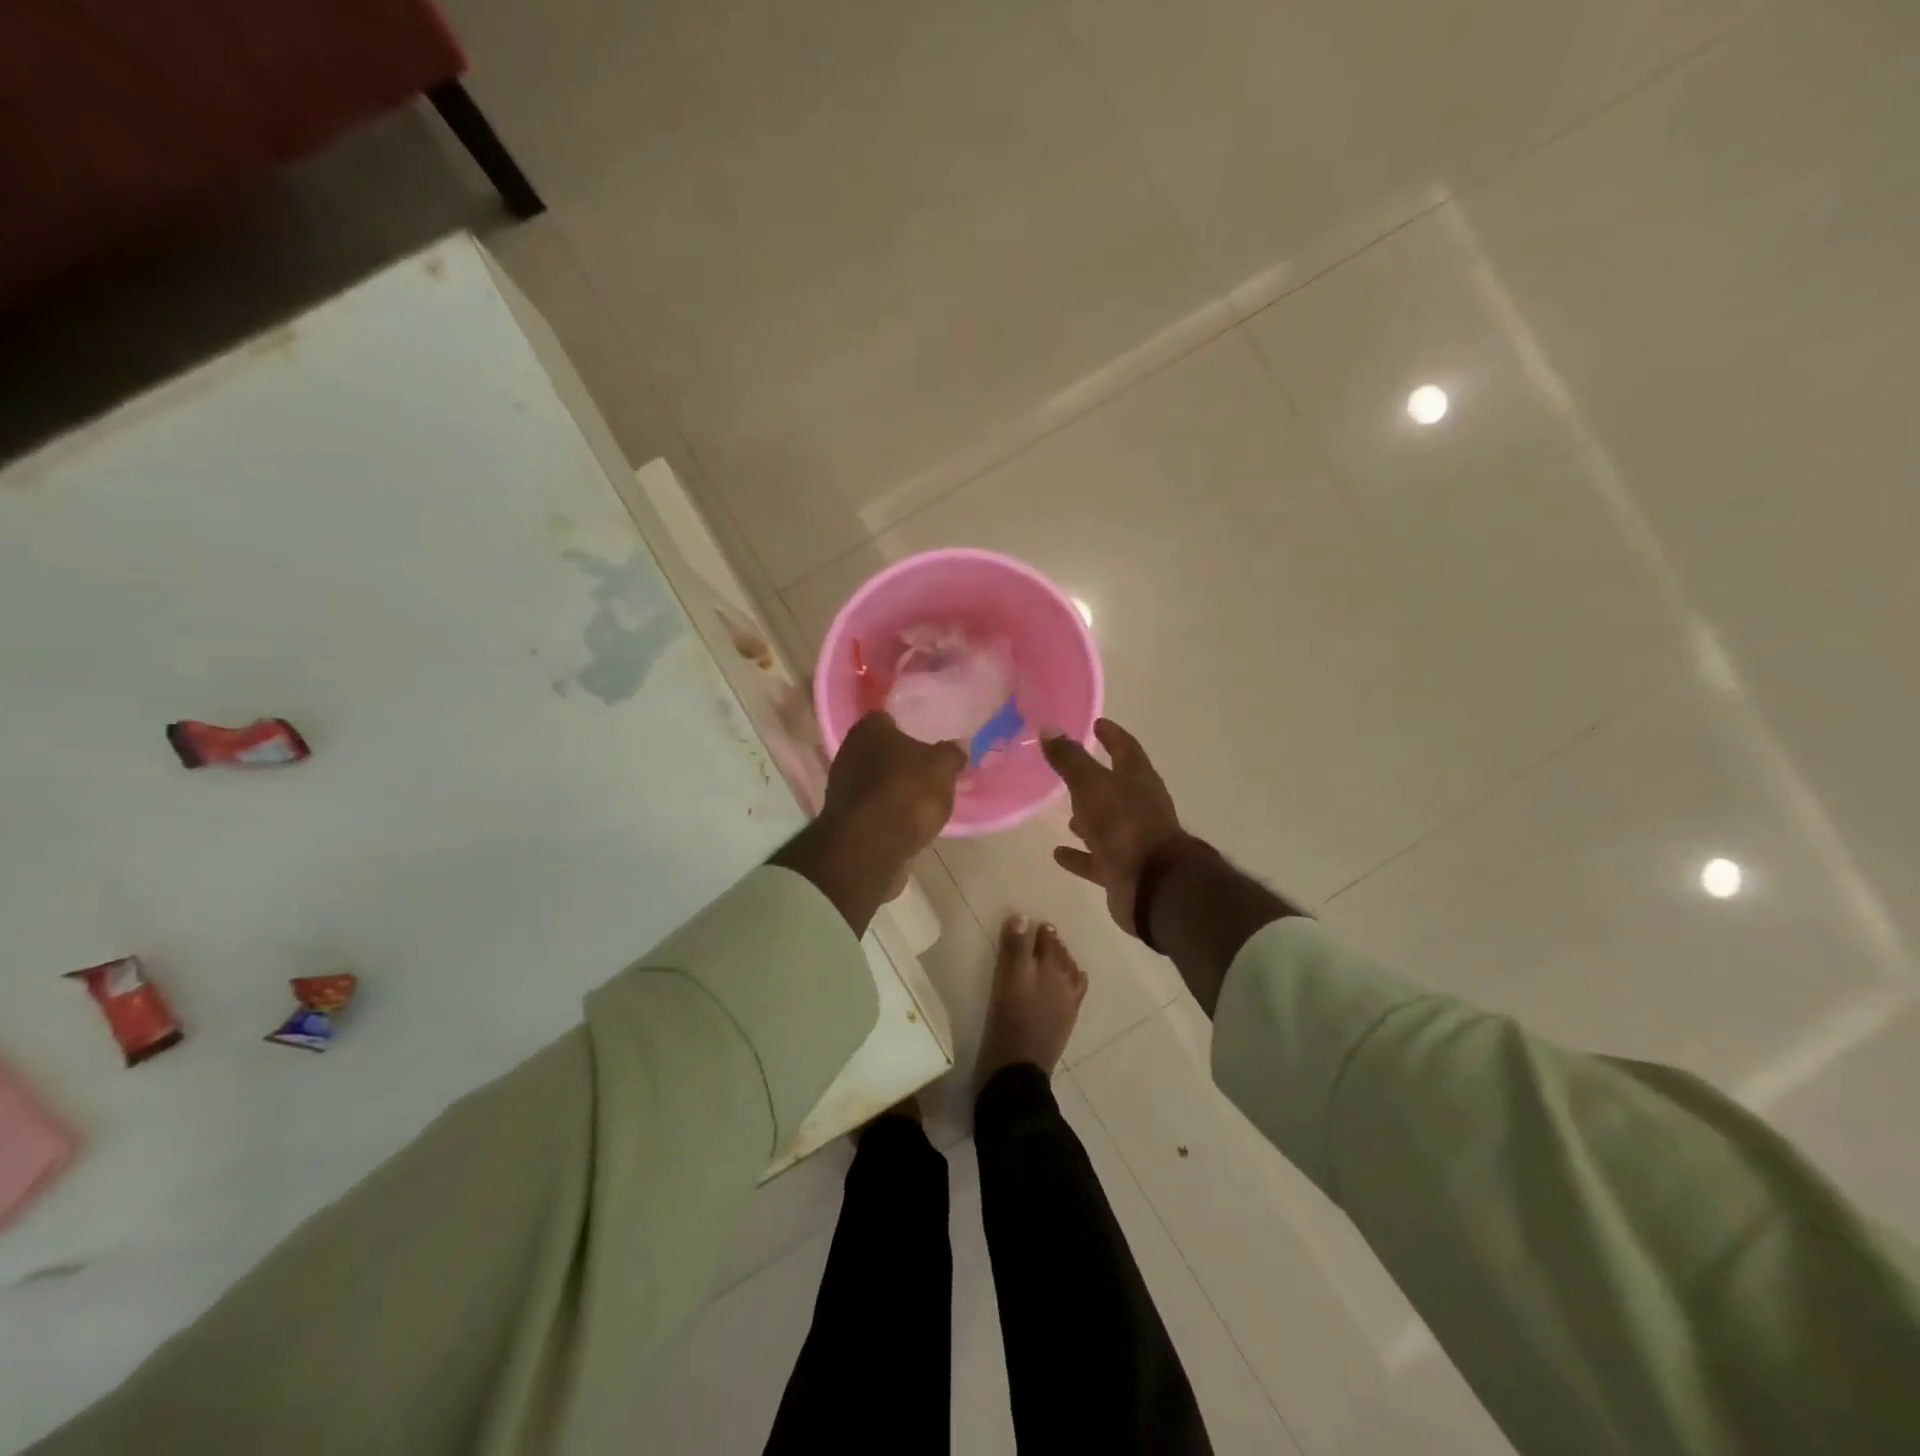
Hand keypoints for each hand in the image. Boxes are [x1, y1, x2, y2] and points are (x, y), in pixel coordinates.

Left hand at [772, 712, 964, 934]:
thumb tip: (959, 746)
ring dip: (893, 786)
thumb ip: (952, 754)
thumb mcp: (942, 768)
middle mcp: (848, 751)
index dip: (907, 725)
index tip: (927, 736)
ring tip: (922, 797)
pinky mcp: (844, 818)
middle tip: (928, 768)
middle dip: (901, 758)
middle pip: (880, 749)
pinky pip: (872, 806)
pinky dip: (886, 810)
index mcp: (869, 729)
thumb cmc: (906, 792)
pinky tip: (906, 820)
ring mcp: (841, 786)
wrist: (870, 846)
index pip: (888, 717)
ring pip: (875, 779)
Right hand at [1043, 719, 1198, 935]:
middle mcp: (1139, 807)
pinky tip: (1058, 853)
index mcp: (1138, 780)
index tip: (1097, 723)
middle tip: (1072, 770)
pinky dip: (1079, 855)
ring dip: (1088, 818)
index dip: (1111, 735)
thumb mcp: (1091, 785)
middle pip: (1117, 786)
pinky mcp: (1122, 870)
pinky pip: (1096, 858)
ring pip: (1106, 823)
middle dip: (1096, 778)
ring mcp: (1132, 840)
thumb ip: (1070, 759)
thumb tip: (1049, 728)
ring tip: (1065, 814)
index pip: (1125, 748)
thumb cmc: (1123, 824)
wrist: (1151, 885)